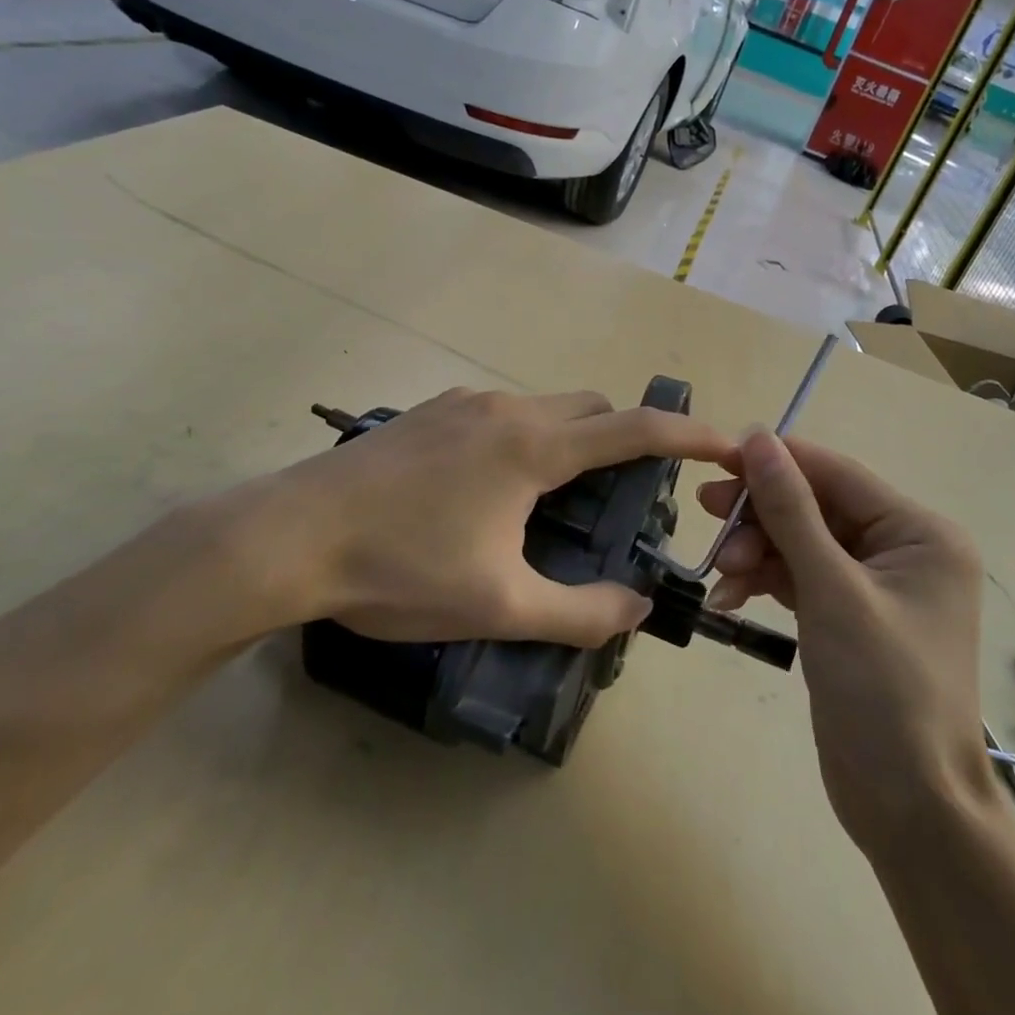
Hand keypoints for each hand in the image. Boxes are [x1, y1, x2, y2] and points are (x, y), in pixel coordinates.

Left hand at [199, 388, 730, 647]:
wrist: (288, 537)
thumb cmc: (399, 570)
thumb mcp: (500, 605)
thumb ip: (580, 611)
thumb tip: (638, 606)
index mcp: (533, 446)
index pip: (633, 429)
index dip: (687, 434)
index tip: (726, 442)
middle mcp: (505, 408)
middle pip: (592, 409)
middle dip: (623, 441)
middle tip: (624, 499)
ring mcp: (462, 403)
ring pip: (544, 409)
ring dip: (570, 442)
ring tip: (556, 504)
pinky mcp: (429, 412)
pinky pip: (501, 415)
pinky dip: (526, 439)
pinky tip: (491, 492)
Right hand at [698, 431, 987, 854]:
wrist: (910, 809)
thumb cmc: (882, 690)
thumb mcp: (831, 590)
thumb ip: (791, 509)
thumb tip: (757, 437)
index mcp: (919, 532)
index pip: (836, 474)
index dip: (776, 461)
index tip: (717, 457)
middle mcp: (903, 549)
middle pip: (817, 507)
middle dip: (762, 513)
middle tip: (706, 509)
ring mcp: (875, 585)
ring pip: (803, 542)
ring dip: (758, 551)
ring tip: (720, 569)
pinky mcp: (849, 616)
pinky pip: (802, 578)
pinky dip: (766, 582)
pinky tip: (729, 596)